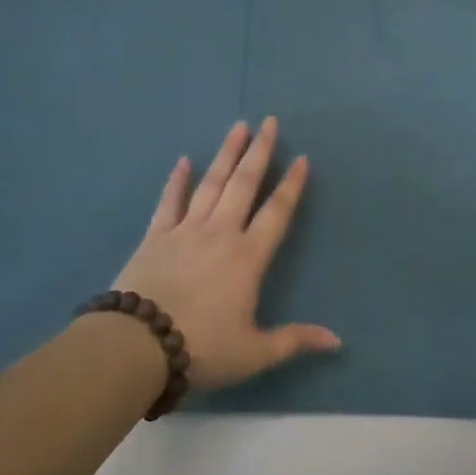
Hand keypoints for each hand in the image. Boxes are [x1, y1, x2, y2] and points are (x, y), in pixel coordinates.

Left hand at [111, 117, 339, 390]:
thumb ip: (294, 340)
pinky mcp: (155, 235)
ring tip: (238, 127)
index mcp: (248, 257)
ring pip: (211, 183)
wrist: (138, 344)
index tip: (301, 158)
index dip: (291, 185)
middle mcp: (221, 233)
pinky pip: (169, 201)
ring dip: (226, 154)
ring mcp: (186, 230)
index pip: (276, 212)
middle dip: (259, 151)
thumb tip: (337, 341)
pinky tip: (183, 160)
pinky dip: (177, 180)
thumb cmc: (202, 347)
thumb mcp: (254, 352)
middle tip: (270, 122)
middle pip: (244, 184)